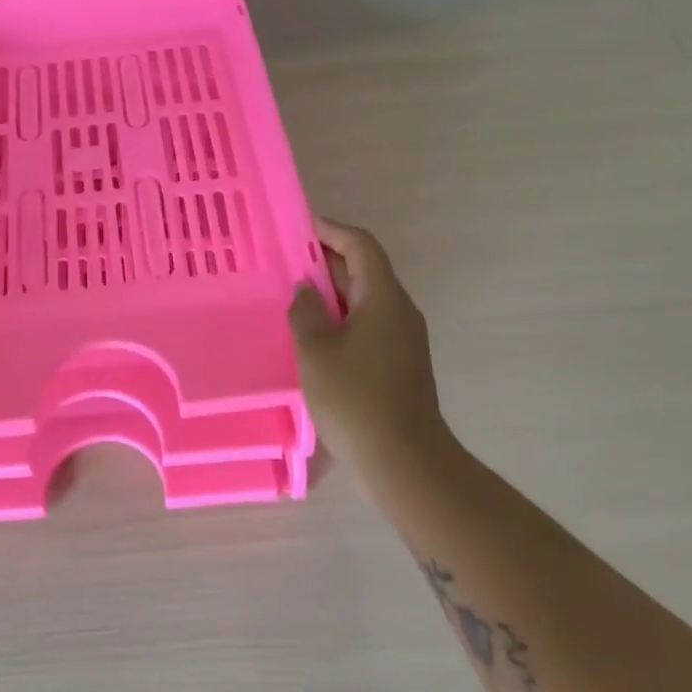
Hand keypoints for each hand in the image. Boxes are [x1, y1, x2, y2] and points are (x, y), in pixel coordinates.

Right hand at [288, 217, 454, 478]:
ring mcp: (403, 339)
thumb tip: (306, 290)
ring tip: (292, 297)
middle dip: (326, 261)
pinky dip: (341, 318)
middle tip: (285, 263)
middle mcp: (399, 310)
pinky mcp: (400, 363)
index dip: (331, 231)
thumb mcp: (316, 350)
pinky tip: (313, 336)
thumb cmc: (356, 399)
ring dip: (332, 293)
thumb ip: (306, 312)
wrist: (406, 463)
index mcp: (384, 297)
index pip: (361, 245)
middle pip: (364, 270)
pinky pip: (368, 324)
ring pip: (365, 299)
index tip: (298, 228)